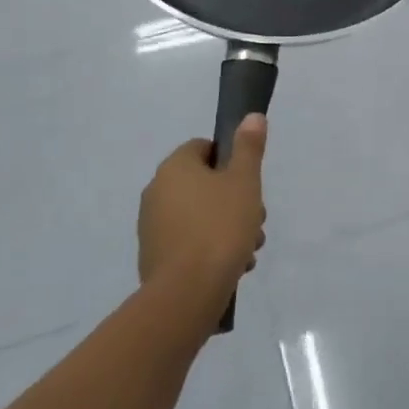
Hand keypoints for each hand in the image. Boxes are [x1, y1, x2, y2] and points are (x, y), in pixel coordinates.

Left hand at [138, 118, 266, 293]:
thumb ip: (248, 147)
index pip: (204, 148)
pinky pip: (189, 241)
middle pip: (205, 184)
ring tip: (249, 250)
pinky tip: (232, 266)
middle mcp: (156, 191)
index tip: (249, 182)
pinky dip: (210, 248)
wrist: (187, 293)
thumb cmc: (220, 227)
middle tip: (256, 220)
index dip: (231, 161)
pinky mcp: (154, 257)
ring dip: (227, 226)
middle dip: (235, 200)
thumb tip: (251, 116)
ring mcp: (152, 226)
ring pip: (200, 215)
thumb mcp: (245, 181)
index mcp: (175, 168)